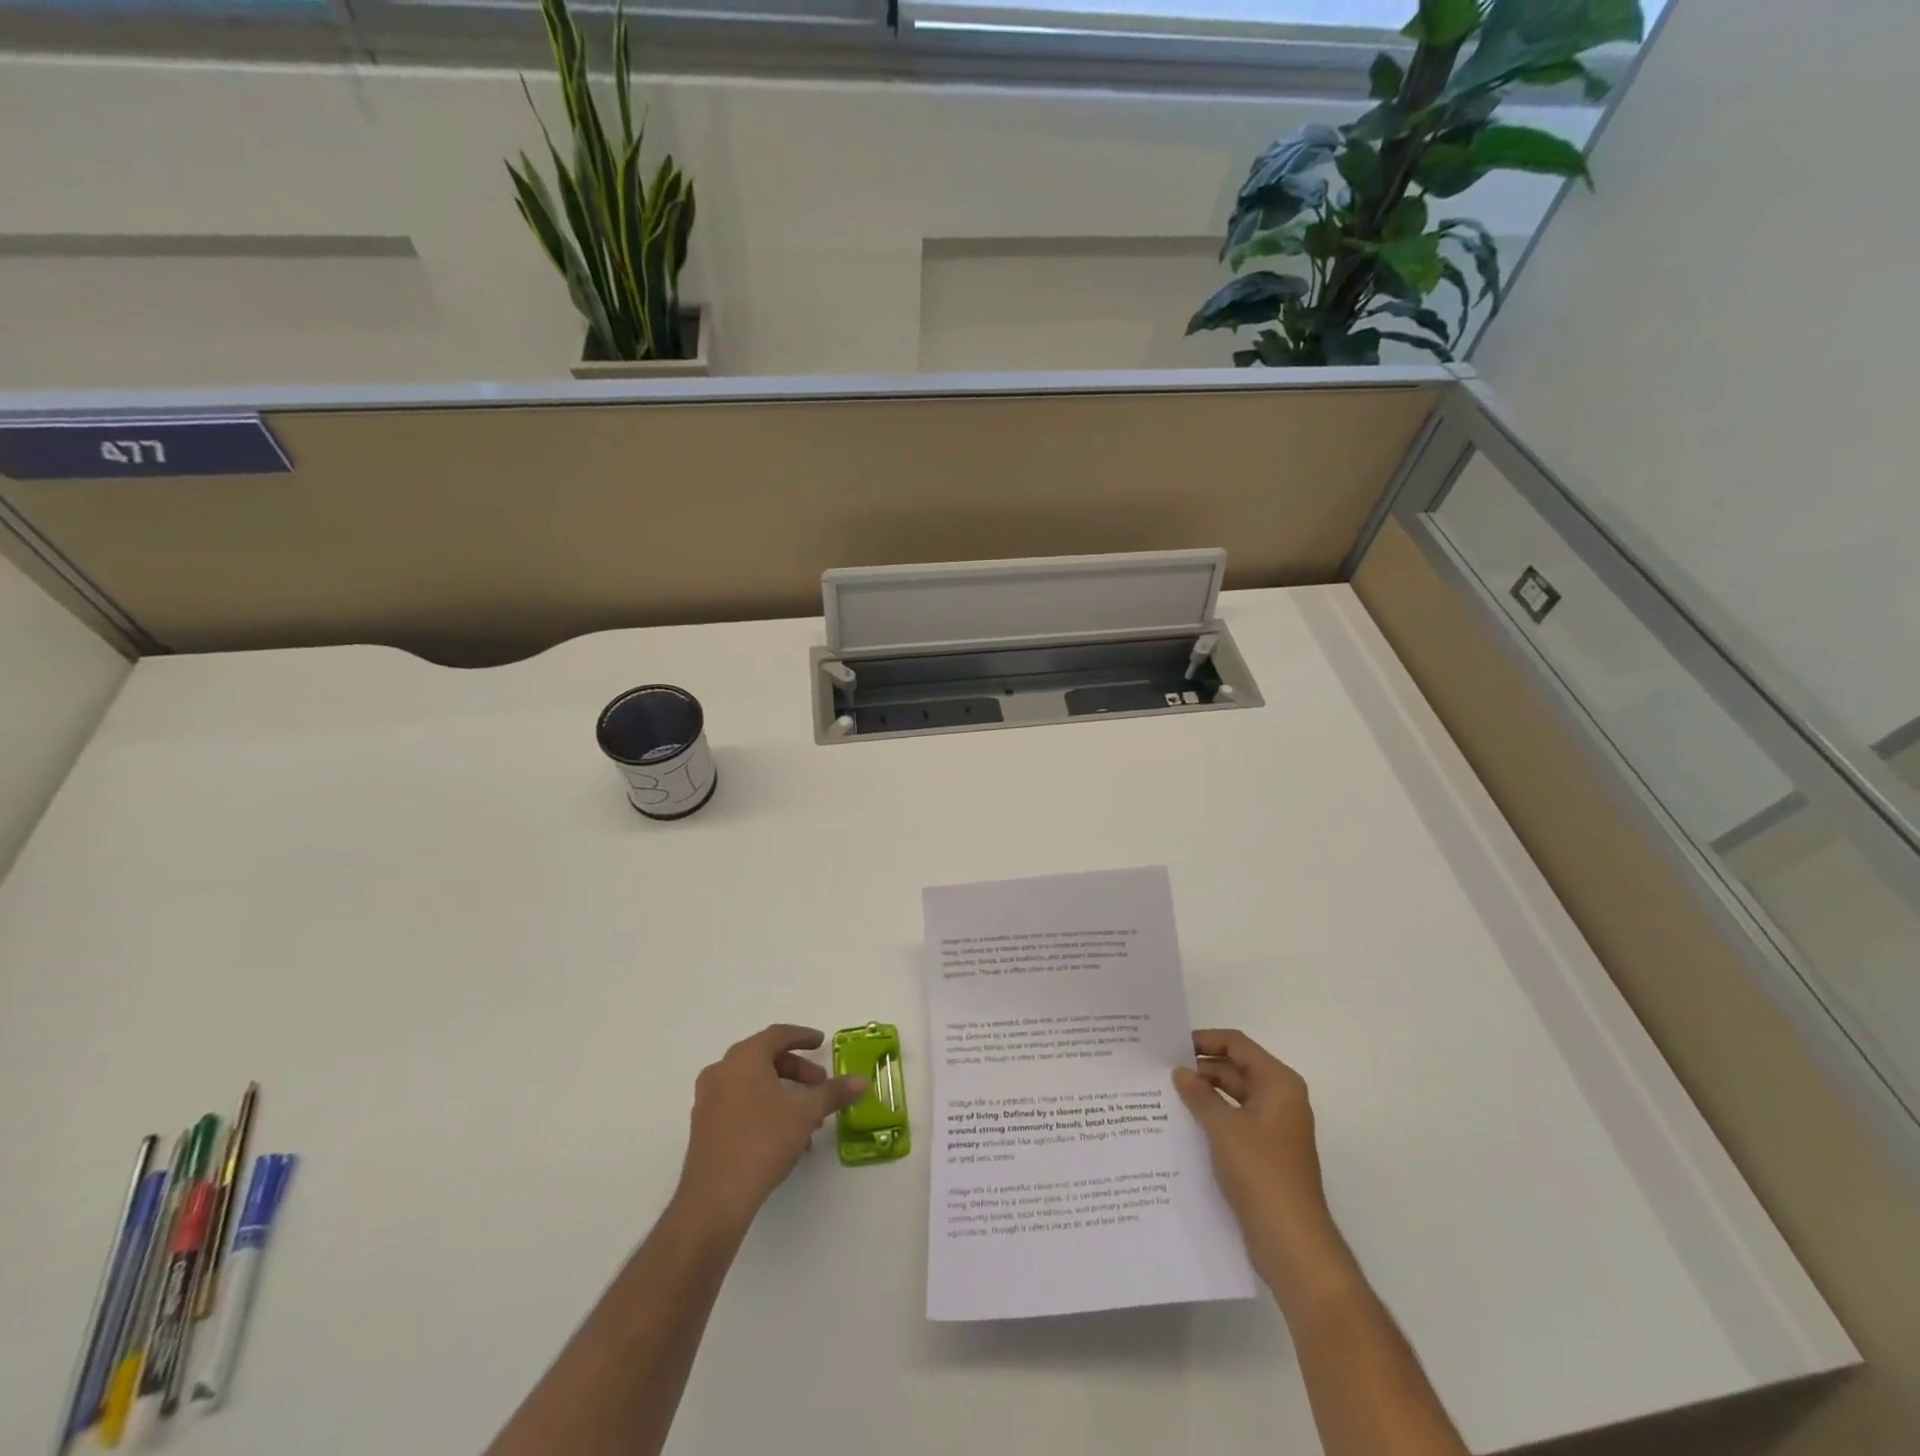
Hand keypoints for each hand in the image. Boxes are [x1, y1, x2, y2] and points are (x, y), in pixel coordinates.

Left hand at [674, 1025, 867, 1235]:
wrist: (714, 1199)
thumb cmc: (762, 1142)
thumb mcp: (805, 1114)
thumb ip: (833, 1093)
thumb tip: (861, 1081)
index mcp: (744, 1059)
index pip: (777, 1035)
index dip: (802, 1037)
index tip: (821, 1043)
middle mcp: (721, 1072)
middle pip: (764, 1058)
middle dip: (796, 1069)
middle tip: (819, 1083)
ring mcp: (708, 1100)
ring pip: (752, 1083)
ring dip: (782, 1092)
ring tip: (807, 1117)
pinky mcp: (703, 1127)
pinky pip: (739, 1103)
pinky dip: (764, 1107)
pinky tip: (785, 1136)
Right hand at [1173, 1029, 1350, 1304]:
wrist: (1292, 1242)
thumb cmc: (1261, 1172)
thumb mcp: (1223, 1128)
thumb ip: (1199, 1095)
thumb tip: (1180, 1072)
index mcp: (1278, 1084)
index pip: (1237, 1045)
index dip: (1205, 1040)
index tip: (1171, 1045)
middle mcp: (1280, 1100)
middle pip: (1236, 1069)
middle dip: (1201, 1069)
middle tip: (1161, 1070)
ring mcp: (1274, 1128)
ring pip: (1234, 1097)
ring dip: (1204, 1095)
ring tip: (1165, 1094)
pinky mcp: (1265, 1153)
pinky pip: (1235, 1122)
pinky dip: (1212, 1118)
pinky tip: (1183, 1124)